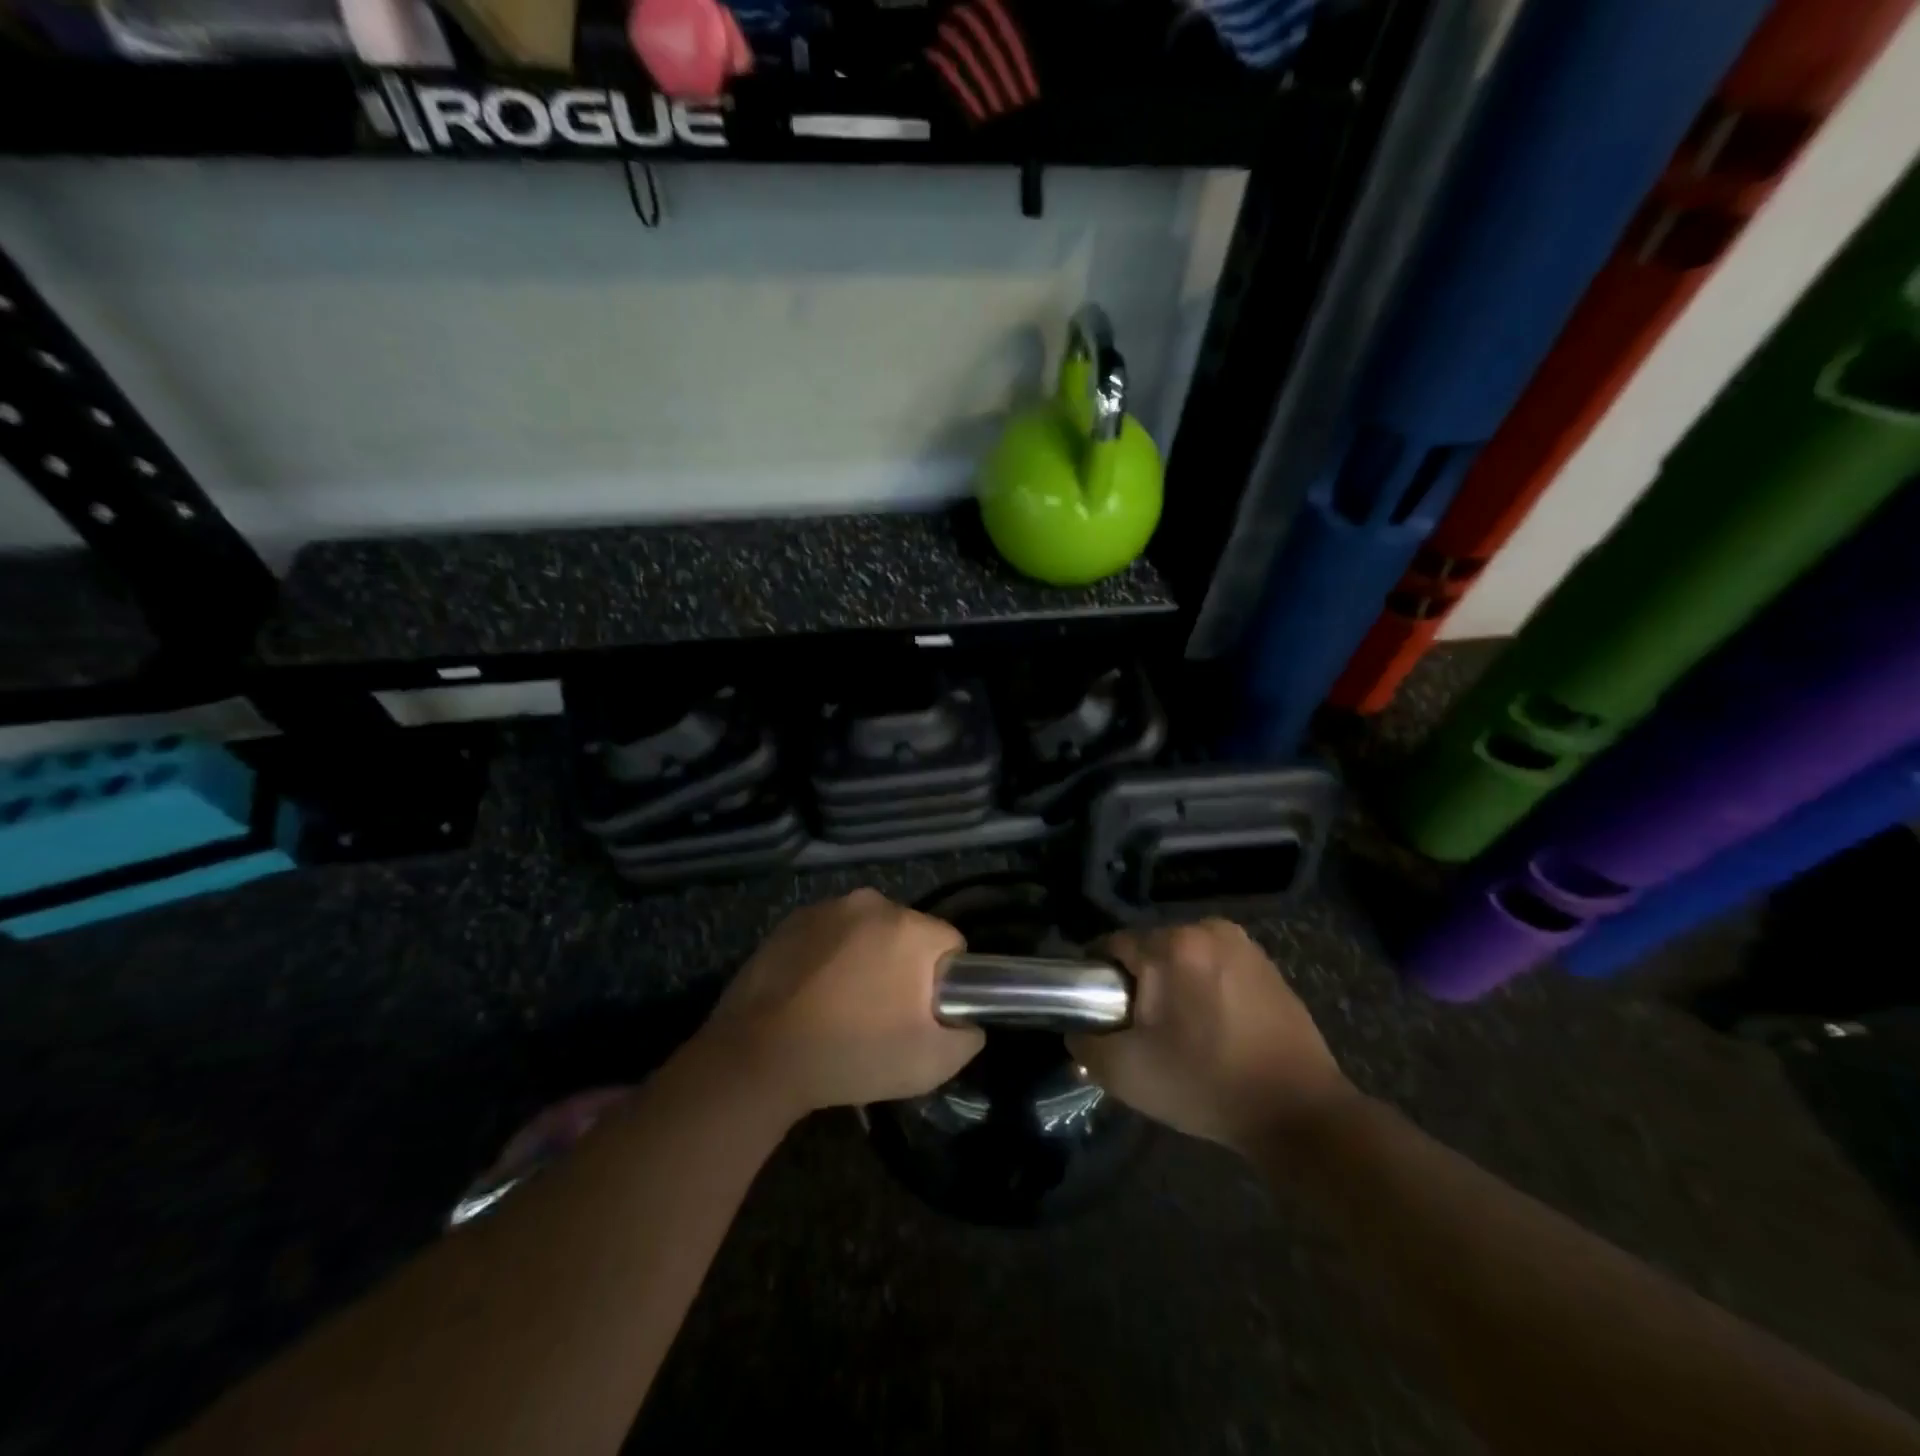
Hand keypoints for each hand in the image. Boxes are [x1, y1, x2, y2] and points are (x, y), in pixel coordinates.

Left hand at [698, 889, 983, 1117]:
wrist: (758, 1057)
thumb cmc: (852, 1055)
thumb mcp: (930, 1064)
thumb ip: (967, 1038)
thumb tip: (969, 1023)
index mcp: (910, 928)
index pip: (951, 944)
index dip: (944, 982)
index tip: (923, 1014)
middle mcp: (872, 903)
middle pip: (908, 933)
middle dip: (904, 967)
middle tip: (883, 1014)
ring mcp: (827, 907)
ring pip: (867, 931)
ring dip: (866, 958)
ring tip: (843, 1006)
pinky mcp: (792, 920)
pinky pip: (830, 933)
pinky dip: (830, 955)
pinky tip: (812, 994)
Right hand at [1070, 918, 1355, 1152]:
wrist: (1298, 1112)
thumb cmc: (1206, 1086)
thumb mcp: (1127, 1073)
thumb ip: (1085, 1042)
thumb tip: (1077, 1026)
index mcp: (1172, 946)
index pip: (1111, 946)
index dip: (1098, 980)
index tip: (1105, 1015)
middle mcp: (1207, 929)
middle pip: (1148, 949)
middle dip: (1139, 982)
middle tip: (1143, 1030)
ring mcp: (1242, 943)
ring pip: (1181, 956)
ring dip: (1172, 983)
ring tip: (1180, 1031)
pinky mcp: (1266, 962)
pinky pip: (1213, 965)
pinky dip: (1203, 986)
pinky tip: (1213, 1026)